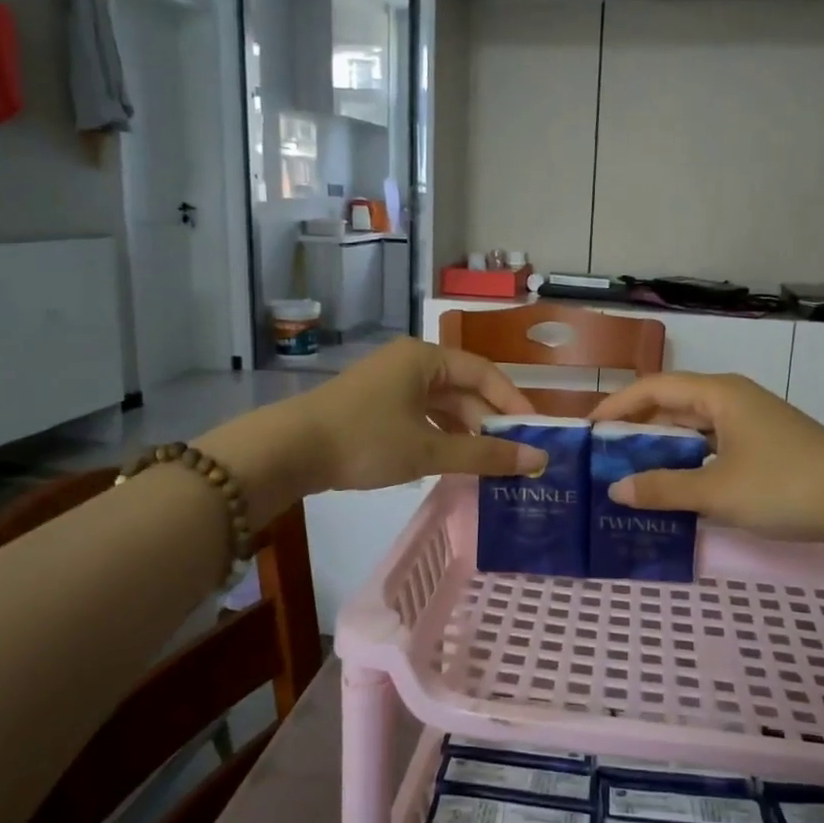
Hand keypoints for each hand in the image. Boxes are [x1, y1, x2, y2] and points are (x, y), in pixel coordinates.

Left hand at [282, 338, 545, 494]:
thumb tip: (536, 459)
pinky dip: (441, 436)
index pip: (485, 373)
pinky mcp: (374, 406)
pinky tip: (452, 461)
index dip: (513, 403)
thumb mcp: (429, 449)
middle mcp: (409, 363)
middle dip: (489, 421)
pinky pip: (421, 416)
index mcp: (425, 358)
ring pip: (442, 405)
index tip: (535, 434)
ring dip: (466, 432)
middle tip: (515, 456)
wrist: (288, 451)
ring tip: (489, 464)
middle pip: (464, 388)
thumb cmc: (365, 440)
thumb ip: (484, 454)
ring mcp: (389, 384)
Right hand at [589, 373, 823, 550]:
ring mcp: (751, 425)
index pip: (653, 388)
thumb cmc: (786, 485)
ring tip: (629, 474)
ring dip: (662, 449)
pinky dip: (689, 464)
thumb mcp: (717, 491)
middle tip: (602, 457)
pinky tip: (674, 490)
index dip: (617, 406)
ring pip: (693, 430)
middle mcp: (732, 400)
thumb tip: (616, 490)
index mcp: (718, 394)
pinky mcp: (765, 450)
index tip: (587, 430)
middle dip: (636, 428)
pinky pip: (712, 449)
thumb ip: (663, 488)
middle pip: (672, 405)